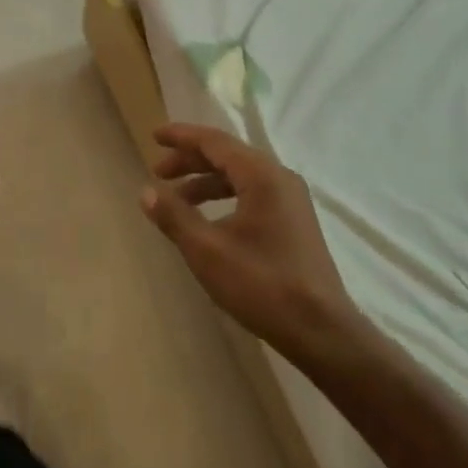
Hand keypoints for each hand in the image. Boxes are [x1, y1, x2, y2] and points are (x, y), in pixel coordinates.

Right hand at [142, 123, 353, 360]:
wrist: (321, 332)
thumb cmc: (261, 285)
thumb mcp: (207, 250)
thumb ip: (174, 216)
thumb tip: (146, 191)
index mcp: (261, 175)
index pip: (214, 141)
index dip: (182, 137)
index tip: (154, 136)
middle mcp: (279, 178)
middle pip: (227, 156)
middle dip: (190, 161)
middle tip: (158, 172)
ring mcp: (291, 200)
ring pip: (240, 177)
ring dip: (206, 182)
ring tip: (176, 200)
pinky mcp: (294, 222)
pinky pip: (252, 194)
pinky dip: (224, 198)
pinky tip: (208, 220)